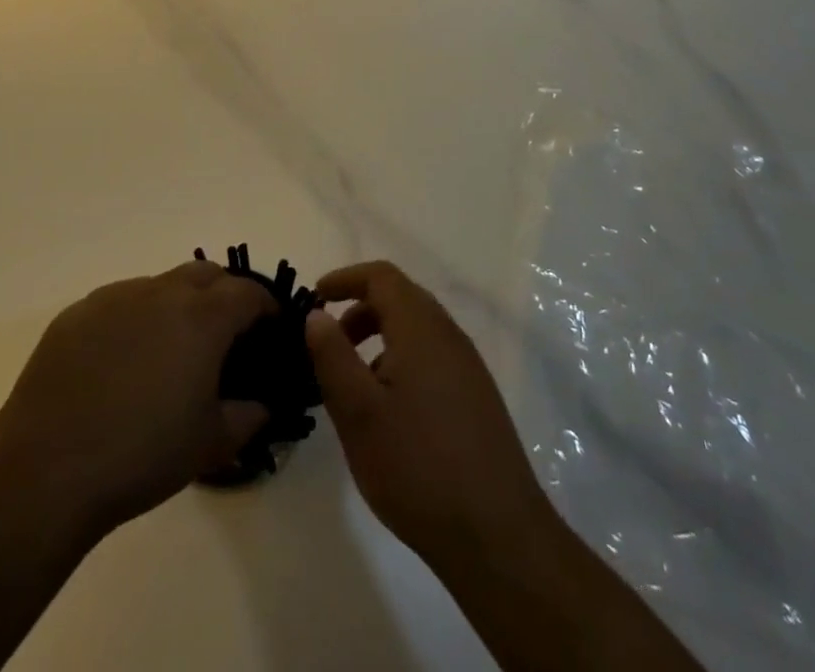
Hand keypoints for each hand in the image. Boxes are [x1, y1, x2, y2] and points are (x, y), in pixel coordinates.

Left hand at [0, 260, 273, 544]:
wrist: (47, 468)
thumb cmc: (142, 455)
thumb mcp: (211, 444)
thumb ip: (248, 416)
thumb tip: (263, 403)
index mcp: (201, 317)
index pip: (248, 293)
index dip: (266, 307)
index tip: (269, 329)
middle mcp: (161, 292)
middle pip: (206, 274)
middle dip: (224, 295)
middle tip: (225, 336)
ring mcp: (115, 297)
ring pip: (161, 285)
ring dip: (178, 305)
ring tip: (170, 352)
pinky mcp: (78, 312)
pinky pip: (120, 303)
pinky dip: (136, 319)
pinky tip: (122, 363)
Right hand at [305, 261, 554, 570]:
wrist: (499, 537)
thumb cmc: (418, 467)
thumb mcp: (358, 413)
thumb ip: (332, 356)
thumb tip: (317, 314)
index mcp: (421, 328)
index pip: (382, 276)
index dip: (346, 278)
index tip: (316, 297)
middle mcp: (449, 336)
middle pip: (401, 298)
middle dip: (361, 309)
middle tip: (330, 342)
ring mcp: (469, 367)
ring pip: (417, 330)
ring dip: (380, 337)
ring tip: (354, 381)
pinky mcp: (478, 398)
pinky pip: (433, 357)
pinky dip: (402, 360)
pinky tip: (390, 410)